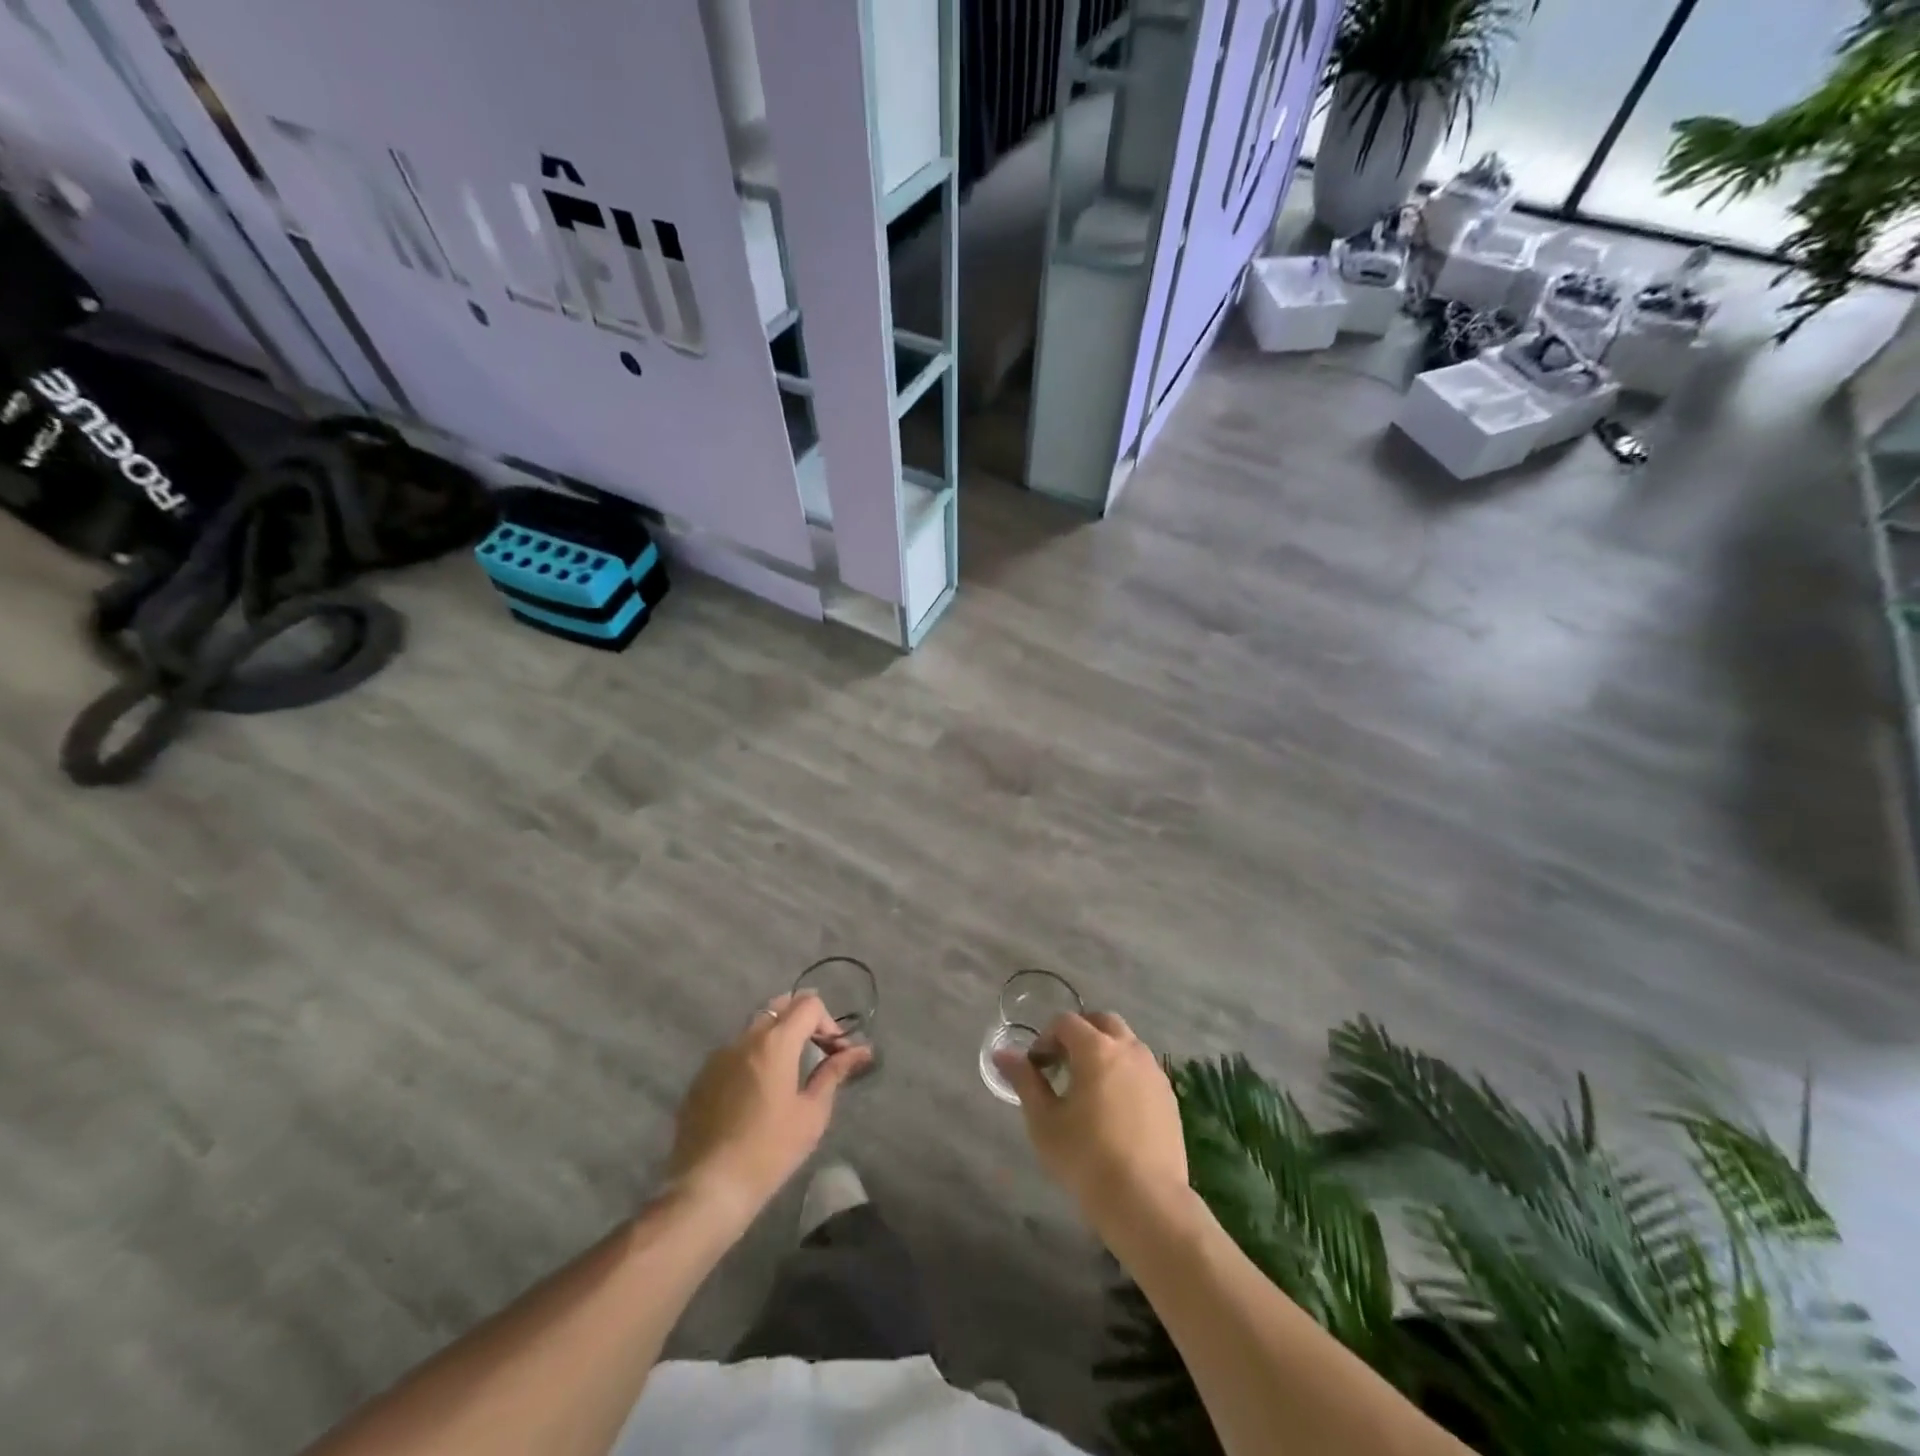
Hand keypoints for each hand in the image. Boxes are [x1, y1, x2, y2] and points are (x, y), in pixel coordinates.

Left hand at [668, 992, 869, 1222]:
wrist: (708, 1188)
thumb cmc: (770, 1150)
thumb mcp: (812, 1113)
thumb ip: (834, 1073)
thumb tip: (862, 1050)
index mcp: (775, 1042)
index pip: (808, 1004)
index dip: (828, 1022)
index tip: (835, 1051)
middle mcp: (745, 1038)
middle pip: (779, 1007)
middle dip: (802, 1020)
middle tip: (815, 1050)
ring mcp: (718, 1056)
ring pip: (754, 1028)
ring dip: (777, 1038)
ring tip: (787, 1072)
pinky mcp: (701, 1077)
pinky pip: (734, 1052)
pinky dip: (752, 1057)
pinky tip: (756, 1093)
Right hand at [995, 1012, 1187, 1229]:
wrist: (1147, 1203)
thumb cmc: (1086, 1159)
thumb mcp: (1044, 1121)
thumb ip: (1024, 1081)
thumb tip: (1002, 1054)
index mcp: (1096, 1049)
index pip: (1066, 1022)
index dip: (1046, 1038)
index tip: (1037, 1067)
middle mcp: (1129, 1049)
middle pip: (1102, 1022)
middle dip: (1079, 1034)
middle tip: (1063, 1066)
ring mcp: (1153, 1072)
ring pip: (1126, 1043)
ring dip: (1105, 1052)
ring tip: (1089, 1089)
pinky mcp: (1169, 1097)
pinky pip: (1142, 1069)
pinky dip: (1124, 1073)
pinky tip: (1115, 1110)